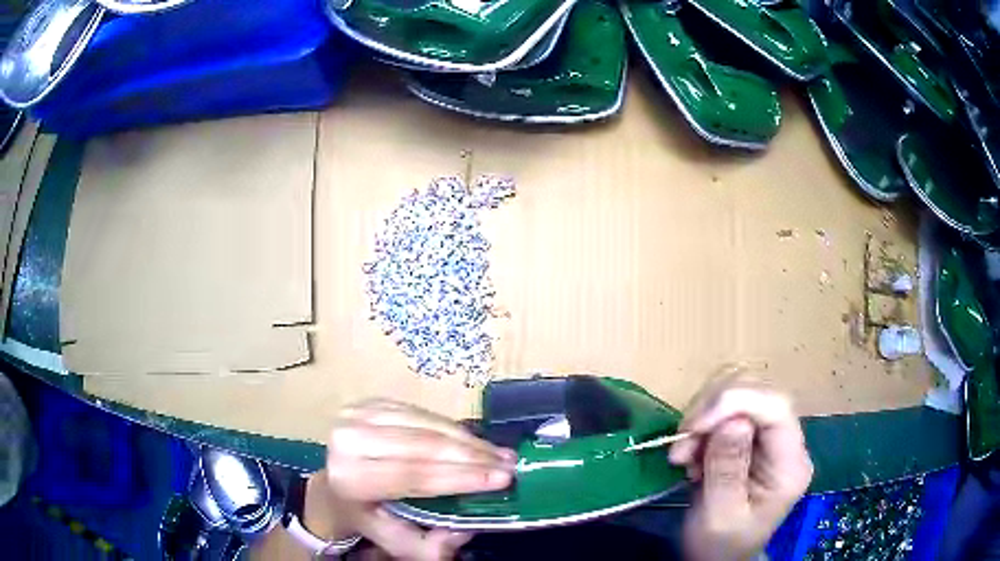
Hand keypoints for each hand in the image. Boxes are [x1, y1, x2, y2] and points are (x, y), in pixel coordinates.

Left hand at [322, 399, 516, 560]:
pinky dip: (453, 428)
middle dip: (473, 456)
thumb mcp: (396, 541)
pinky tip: (474, 442)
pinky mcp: (371, 403)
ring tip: (500, 453)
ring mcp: (358, 415)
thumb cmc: (369, 515)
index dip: (459, 477)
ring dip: (469, 440)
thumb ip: (430, 546)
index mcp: (349, 478)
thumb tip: (465, 530)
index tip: (502, 478)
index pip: (411, 475)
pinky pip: (423, 413)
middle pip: (422, 445)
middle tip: (509, 464)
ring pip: (426, 424)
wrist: (337, 484)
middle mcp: (349, 440)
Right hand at [669, 373, 812, 560]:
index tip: (695, 427)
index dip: (735, 402)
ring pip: (739, 391)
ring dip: (702, 416)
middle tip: (682, 446)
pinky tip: (690, 453)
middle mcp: (786, 440)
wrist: (718, 557)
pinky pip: (723, 407)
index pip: (776, 406)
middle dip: (712, 409)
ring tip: (683, 454)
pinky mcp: (750, 435)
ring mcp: (769, 436)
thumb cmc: (720, 545)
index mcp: (791, 464)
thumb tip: (733, 421)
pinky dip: (700, 424)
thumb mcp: (720, 516)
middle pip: (757, 389)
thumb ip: (728, 470)